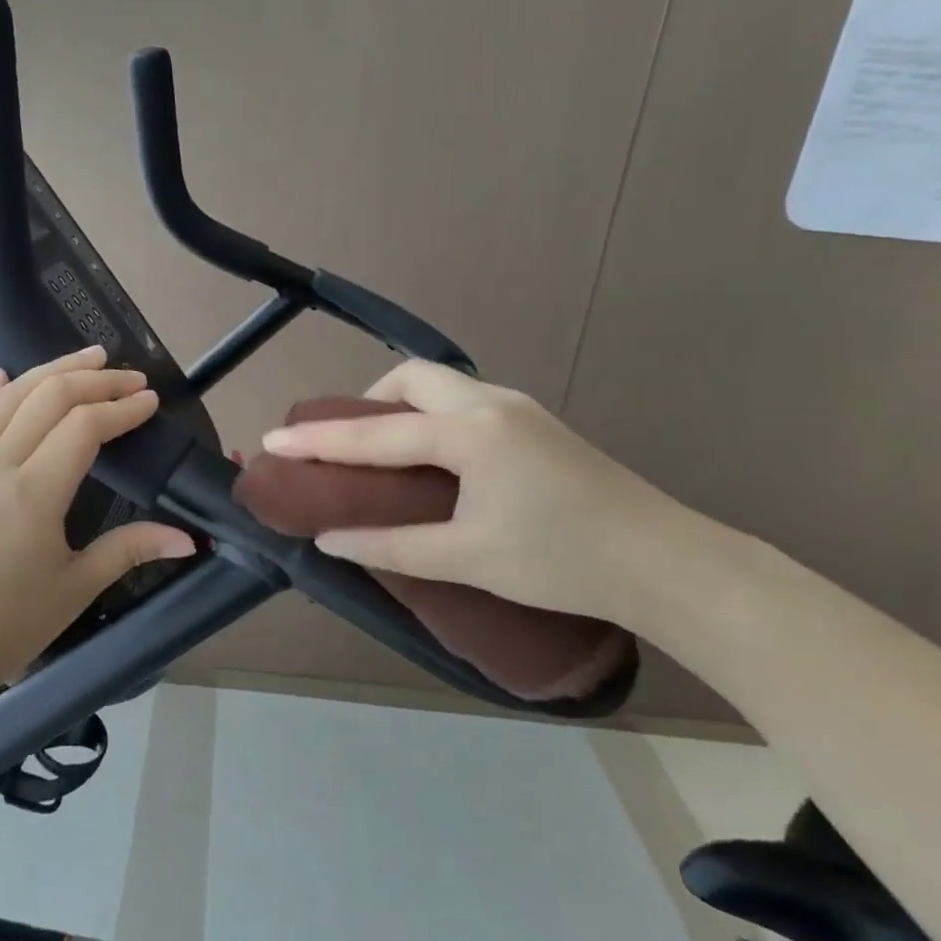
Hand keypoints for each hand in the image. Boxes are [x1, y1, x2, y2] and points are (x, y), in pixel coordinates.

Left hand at [0, 345, 197, 701]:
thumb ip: (131, 549)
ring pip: (10, 395)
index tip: (151, 401)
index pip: (84, 427)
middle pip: (49, 396)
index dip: (122, 408)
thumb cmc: (9, 625)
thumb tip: (188, 539)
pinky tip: (5, 374)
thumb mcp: (77, 587)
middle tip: (130, 376)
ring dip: (52, 369)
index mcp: (33, 494)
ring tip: (88, 356)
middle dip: (96, 379)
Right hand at [258, 360, 699, 629]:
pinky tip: (437, 459)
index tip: (274, 438)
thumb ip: (391, 545)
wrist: (666, 562)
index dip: (320, 440)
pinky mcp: (538, 423)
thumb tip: (330, 539)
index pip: (376, 434)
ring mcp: (520, 408)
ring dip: (403, 407)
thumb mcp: (467, 559)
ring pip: (443, 385)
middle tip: (348, 445)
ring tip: (387, 454)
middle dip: (367, 402)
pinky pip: (466, 401)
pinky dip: (433, 417)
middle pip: (411, 378)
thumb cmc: (562, 562)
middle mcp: (491, 404)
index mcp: (470, 433)